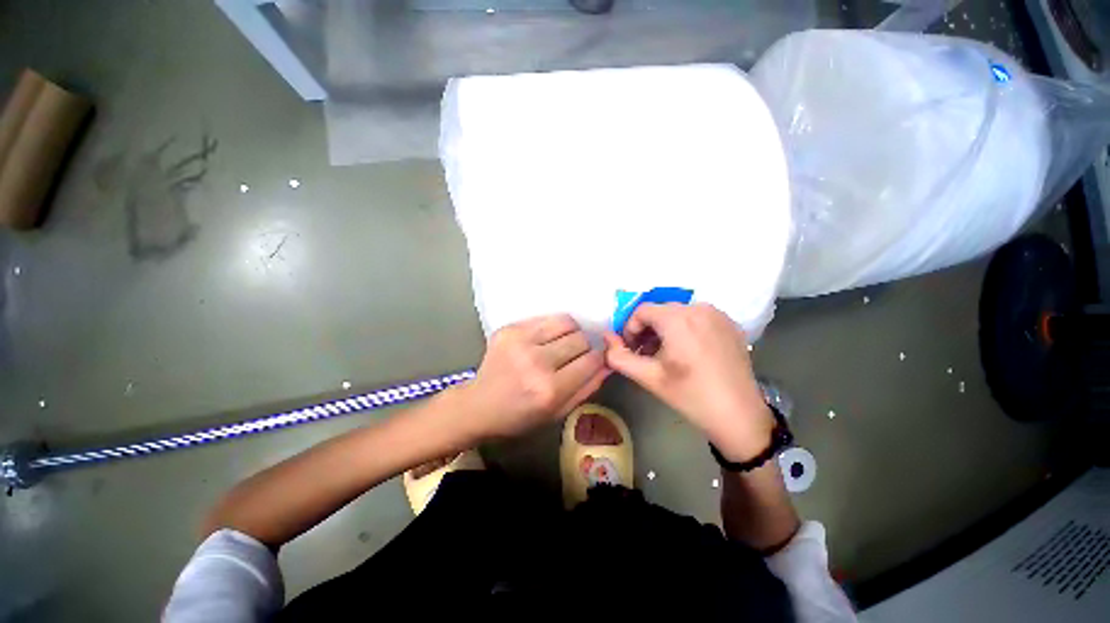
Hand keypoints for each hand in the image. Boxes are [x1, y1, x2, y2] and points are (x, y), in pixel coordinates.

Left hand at [458, 314, 608, 439]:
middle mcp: (537, 362)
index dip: (600, 357)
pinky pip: (546, 318)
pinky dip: (553, 327)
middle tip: (577, 354)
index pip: (591, 360)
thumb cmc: (520, 416)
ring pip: (566, 322)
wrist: (479, 404)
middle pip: (580, 338)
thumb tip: (609, 363)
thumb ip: (587, 387)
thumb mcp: (558, 412)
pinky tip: (546, 339)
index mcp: (550, 390)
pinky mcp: (510, 329)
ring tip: (563, 343)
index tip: (598, 357)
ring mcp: (521, 341)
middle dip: (585, 346)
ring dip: (571, 332)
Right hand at [604, 303, 772, 461]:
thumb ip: (619, 356)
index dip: (630, 329)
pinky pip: (698, 318)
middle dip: (647, 330)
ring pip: (679, 314)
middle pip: (660, 311)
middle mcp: (699, 308)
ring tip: (666, 355)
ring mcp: (718, 314)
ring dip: (665, 330)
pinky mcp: (730, 324)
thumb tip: (606, 338)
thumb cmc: (690, 395)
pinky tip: (689, 353)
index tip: (631, 350)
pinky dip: (685, 329)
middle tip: (646, 355)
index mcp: (678, 318)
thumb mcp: (648, 377)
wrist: (739, 416)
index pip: (641, 311)